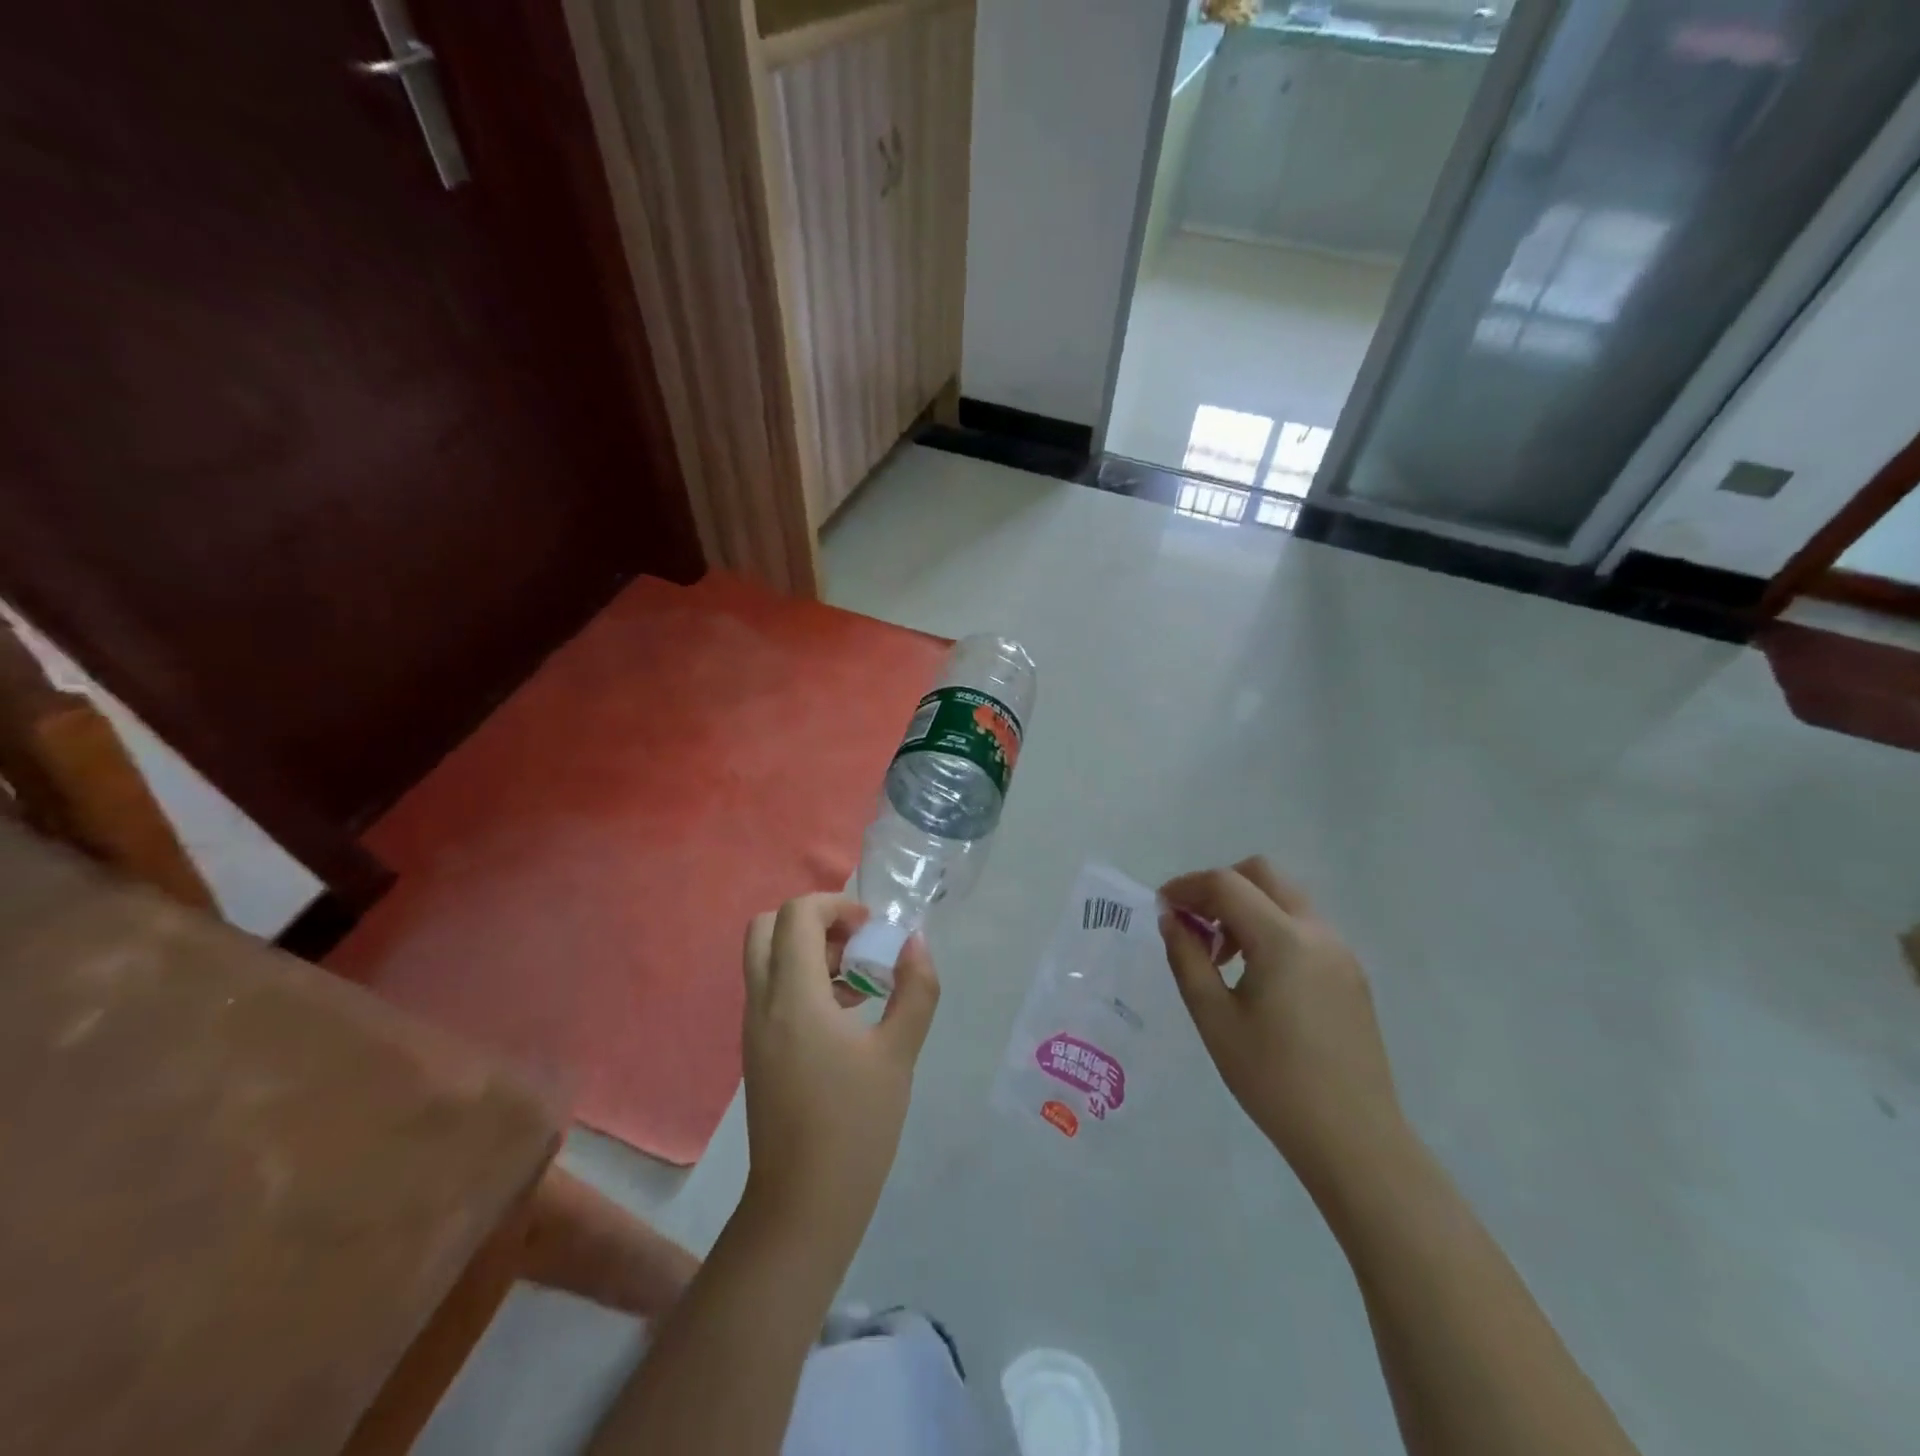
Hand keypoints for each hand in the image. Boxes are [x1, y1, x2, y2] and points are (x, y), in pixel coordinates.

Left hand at [739, 894, 940, 1256]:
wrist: (803, 1205)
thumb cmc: (855, 1125)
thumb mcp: (898, 1053)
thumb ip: (915, 989)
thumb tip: (915, 942)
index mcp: (793, 996)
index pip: (796, 915)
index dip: (835, 904)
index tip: (871, 928)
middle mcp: (762, 1003)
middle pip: (767, 928)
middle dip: (813, 921)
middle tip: (855, 943)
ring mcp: (753, 1028)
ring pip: (766, 960)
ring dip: (809, 952)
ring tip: (858, 982)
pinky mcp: (757, 1051)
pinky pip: (771, 991)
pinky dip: (802, 981)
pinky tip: (844, 1016)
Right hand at [1159, 858, 1404, 1190]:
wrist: (1355, 1140)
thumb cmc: (1273, 1080)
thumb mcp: (1214, 1019)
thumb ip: (1187, 959)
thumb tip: (1171, 919)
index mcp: (1283, 940)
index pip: (1226, 884)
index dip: (1187, 887)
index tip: (1161, 908)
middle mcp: (1317, 932)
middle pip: (1262, 874)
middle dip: (1220, 886)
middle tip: (1193, 923)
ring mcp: (1340, 951)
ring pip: (1285, 898)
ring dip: (1246, 907)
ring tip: (1220, 956)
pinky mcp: (1350, 974)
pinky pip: (1303, 927)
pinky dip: (1270, 928)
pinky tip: (1254, 974)